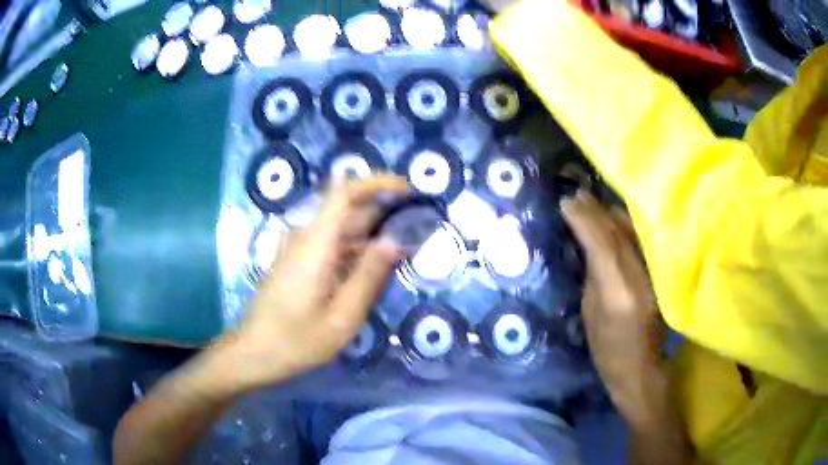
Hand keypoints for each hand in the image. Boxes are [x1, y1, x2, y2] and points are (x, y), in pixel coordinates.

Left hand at [213, 176, 408, 391]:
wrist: (252, 353)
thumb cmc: (296, 340)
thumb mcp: (342, 316)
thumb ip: (369, 275)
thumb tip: (394, 240)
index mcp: (315, 243)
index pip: (344, 193)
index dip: (376, 183)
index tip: (407, 188)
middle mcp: (304, 237)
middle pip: (345, 209)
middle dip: (381, 210)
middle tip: (416, 225)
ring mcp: (296, 249)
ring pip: (338, 228)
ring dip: (369, 232)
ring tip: (402, 245)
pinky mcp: (294, 262)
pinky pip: (328, 244)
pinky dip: (353, 248)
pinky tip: (371, 265)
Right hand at [561, 190, 664, 422]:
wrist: (641, 369)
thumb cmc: (607, 352)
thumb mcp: (589, 316)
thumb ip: (592, 276)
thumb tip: (586, 244)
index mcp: (618, 293)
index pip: (602, 244)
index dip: (584, 220)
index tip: (566, 203)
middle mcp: (640, 278)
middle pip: (618, 233)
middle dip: (595, 211)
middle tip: (576, 195)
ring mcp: (654, 275)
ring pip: (632, 233)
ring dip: (611, 213)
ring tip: (591, 200)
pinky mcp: (660, 275)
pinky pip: (640, 240)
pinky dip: (625, 225)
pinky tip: (614, 216)